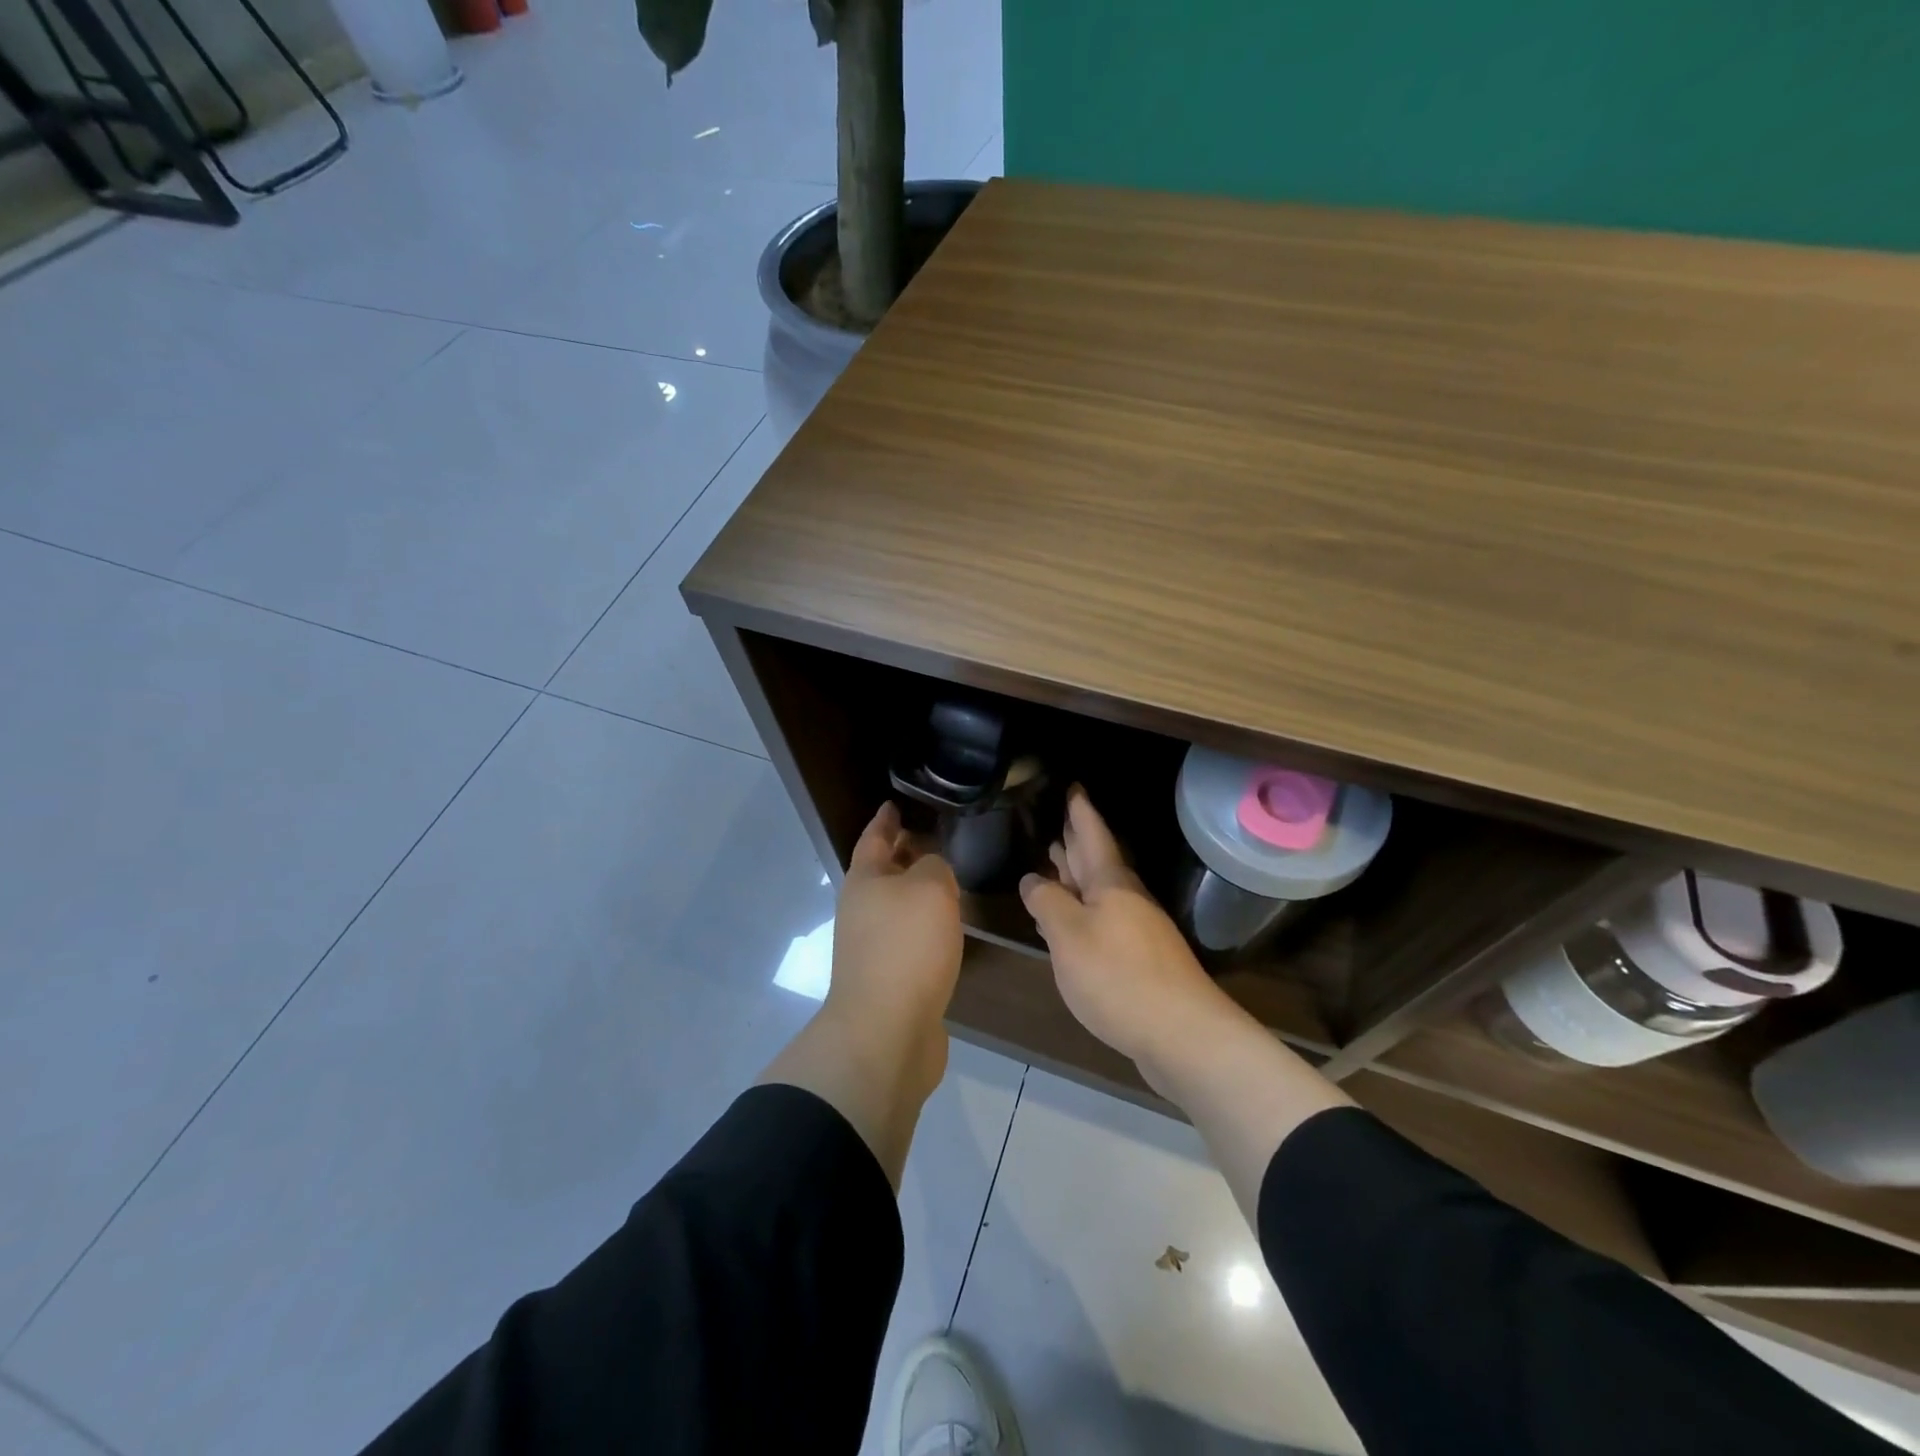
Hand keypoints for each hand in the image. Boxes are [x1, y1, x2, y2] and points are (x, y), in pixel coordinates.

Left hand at [824, 801, 963, 1095]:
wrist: (886, 1031)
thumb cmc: (906, 947)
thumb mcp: (931, 889)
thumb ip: (935, 867)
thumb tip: (931, 872)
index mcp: (863, 880)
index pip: (874, 837)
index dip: (885, 819)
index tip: (894, 803)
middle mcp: (861, 910)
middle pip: (882, 872)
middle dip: (904, 855)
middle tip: (934, 840)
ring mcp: (870, 946)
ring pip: (896, 906)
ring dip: (916, 892)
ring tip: (948, 881)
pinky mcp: (887, 978)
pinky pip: (907, 937)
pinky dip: (924, 925)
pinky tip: (946, 929)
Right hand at [1019, 788, 1240, 1071]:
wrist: (1182, 1034)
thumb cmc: (1118, 976)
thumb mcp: (1069, 936)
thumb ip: (1047, 903)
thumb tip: (1032, 879)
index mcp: (1110, 883)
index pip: (1092, 834)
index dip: (1080, 811)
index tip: (1073, 786)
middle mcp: (1126, 898)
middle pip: (1097, 860)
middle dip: (1077, 840)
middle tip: (1059, 820)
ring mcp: (1137, 929)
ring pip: (1101, 890)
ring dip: (1079, 875)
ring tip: (1057, 860)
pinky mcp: (1139, 959)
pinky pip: (1104, 919)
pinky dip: (1084, 911)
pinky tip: (1072, 922)